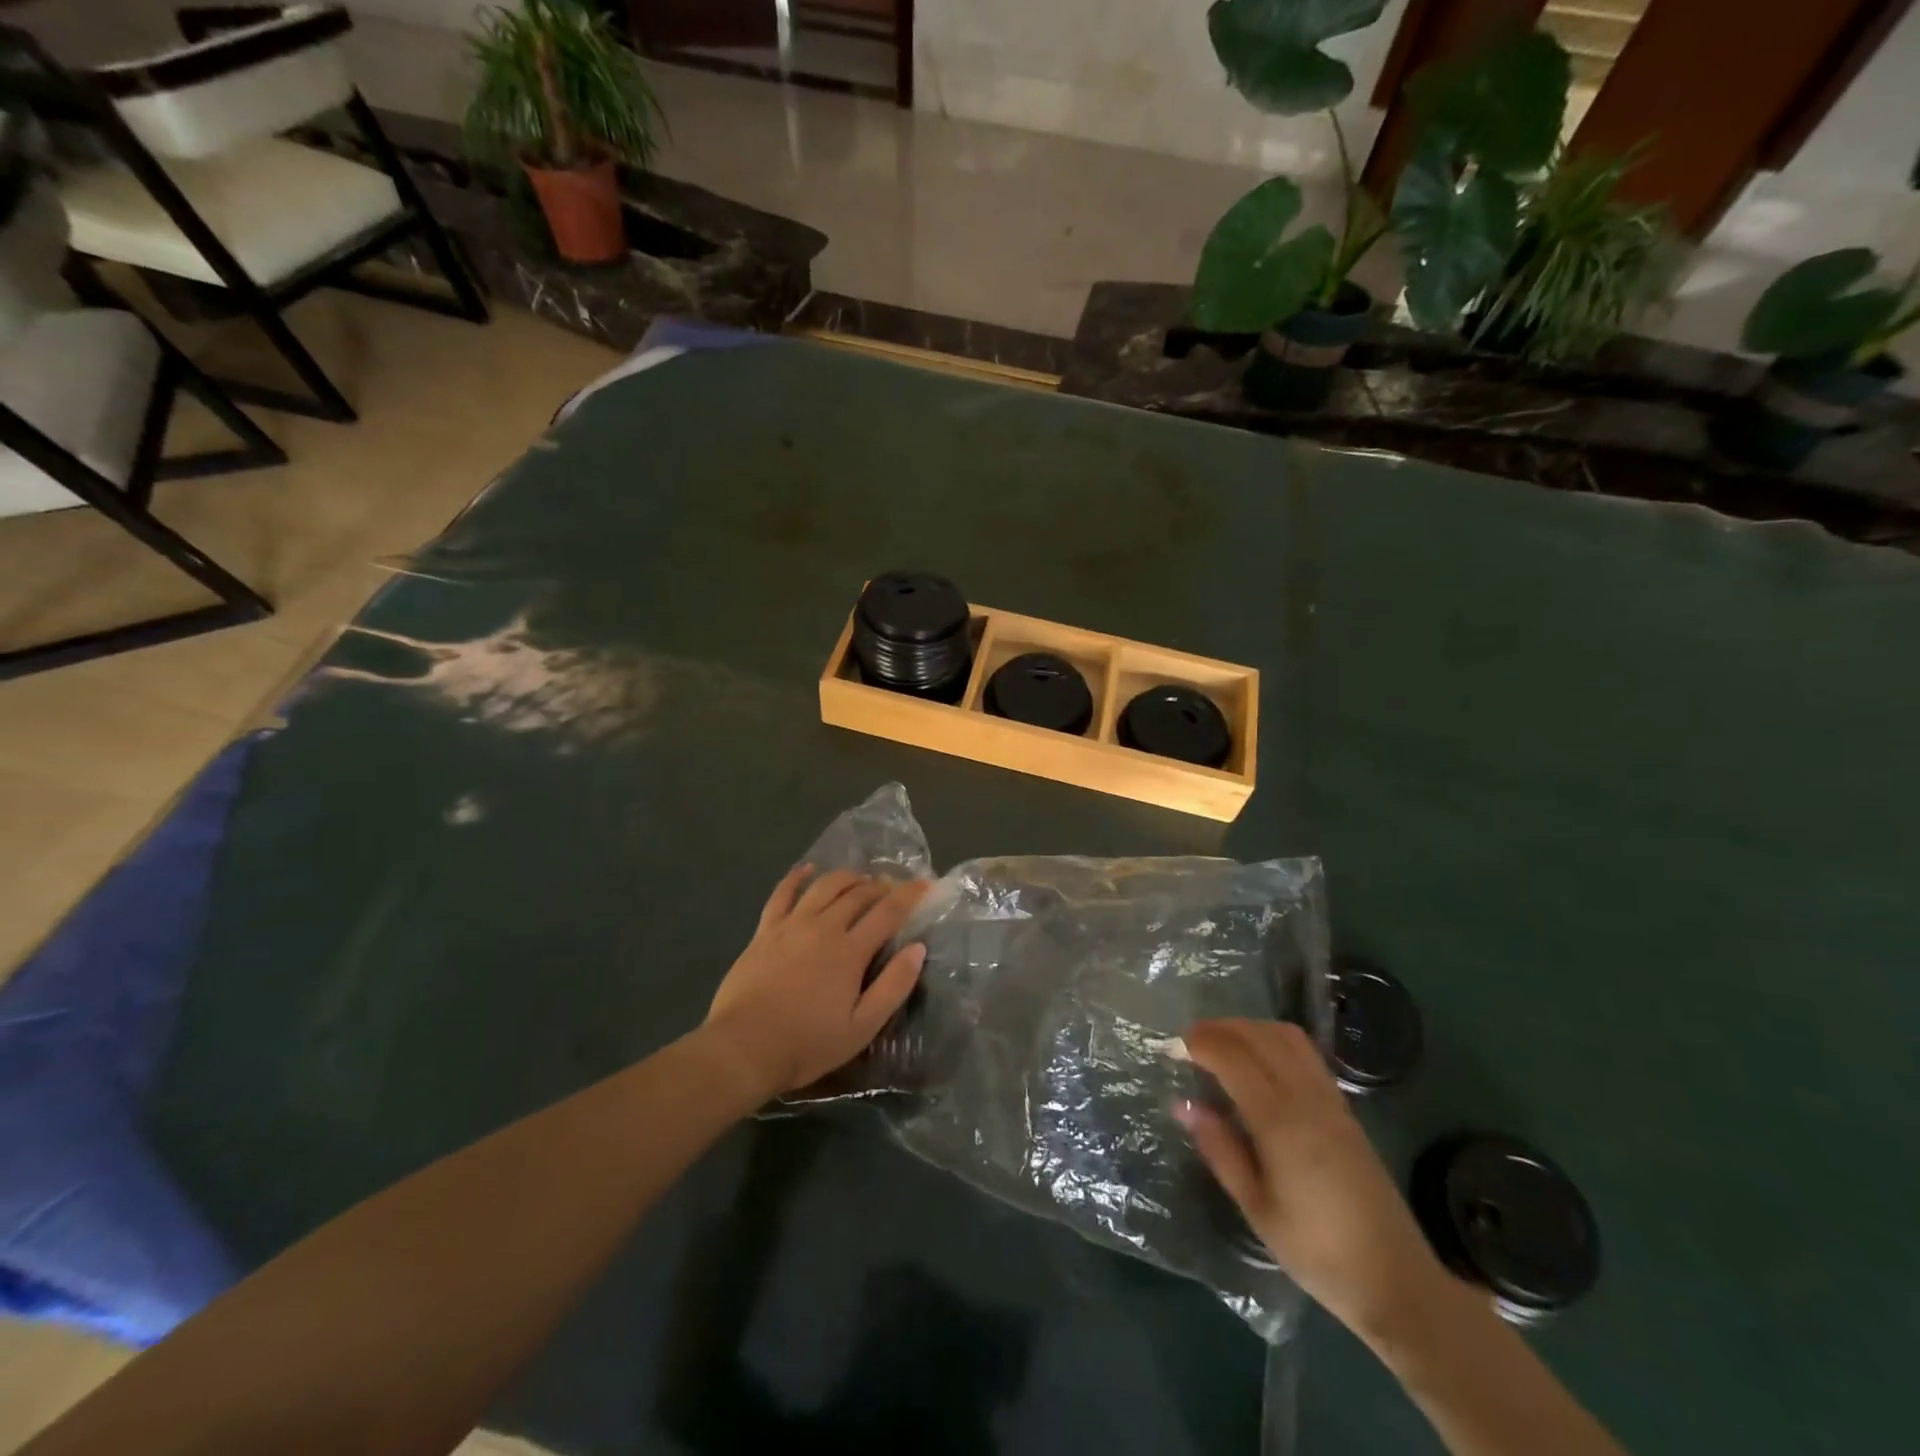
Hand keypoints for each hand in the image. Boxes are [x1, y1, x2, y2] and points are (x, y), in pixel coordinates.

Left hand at [703, 866, 927, 1101]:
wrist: (743, 1049)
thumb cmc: (807, 1044)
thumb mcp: (861, 1027)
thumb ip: (893, 986)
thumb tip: (917, 949)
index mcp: (850, 951)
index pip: (888, 912)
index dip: (909, 895)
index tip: (925, 885)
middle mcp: (823, 927)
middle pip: (858, 894)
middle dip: (880, 887)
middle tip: (892, 890)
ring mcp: (791, 925)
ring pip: (825, 886)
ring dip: (847, 877)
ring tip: (860, 879)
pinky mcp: (765, 930)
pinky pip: (782, 893)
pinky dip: (797, 877)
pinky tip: (807, 869)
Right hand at [1176, 1018, 1450, 1347]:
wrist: (1395, 1280)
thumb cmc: (1316, 1251)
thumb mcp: (1256, 1208)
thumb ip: (1220, 1149)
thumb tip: (1183, 1105)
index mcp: (1280, 1122)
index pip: (1233, 1058)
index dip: (1201, 1044)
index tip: (1173, 1047)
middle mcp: (1306, 1098)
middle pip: (1259, 1037)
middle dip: (1220, 1029)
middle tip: (1190, 1042)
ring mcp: (1330, 1099)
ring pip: (1285, 1036)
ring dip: (1249, 1028)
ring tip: (1221, 1044)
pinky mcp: (1344, 1108)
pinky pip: (1305, 1053)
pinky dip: (1274, 1039)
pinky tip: (1259, 1060)